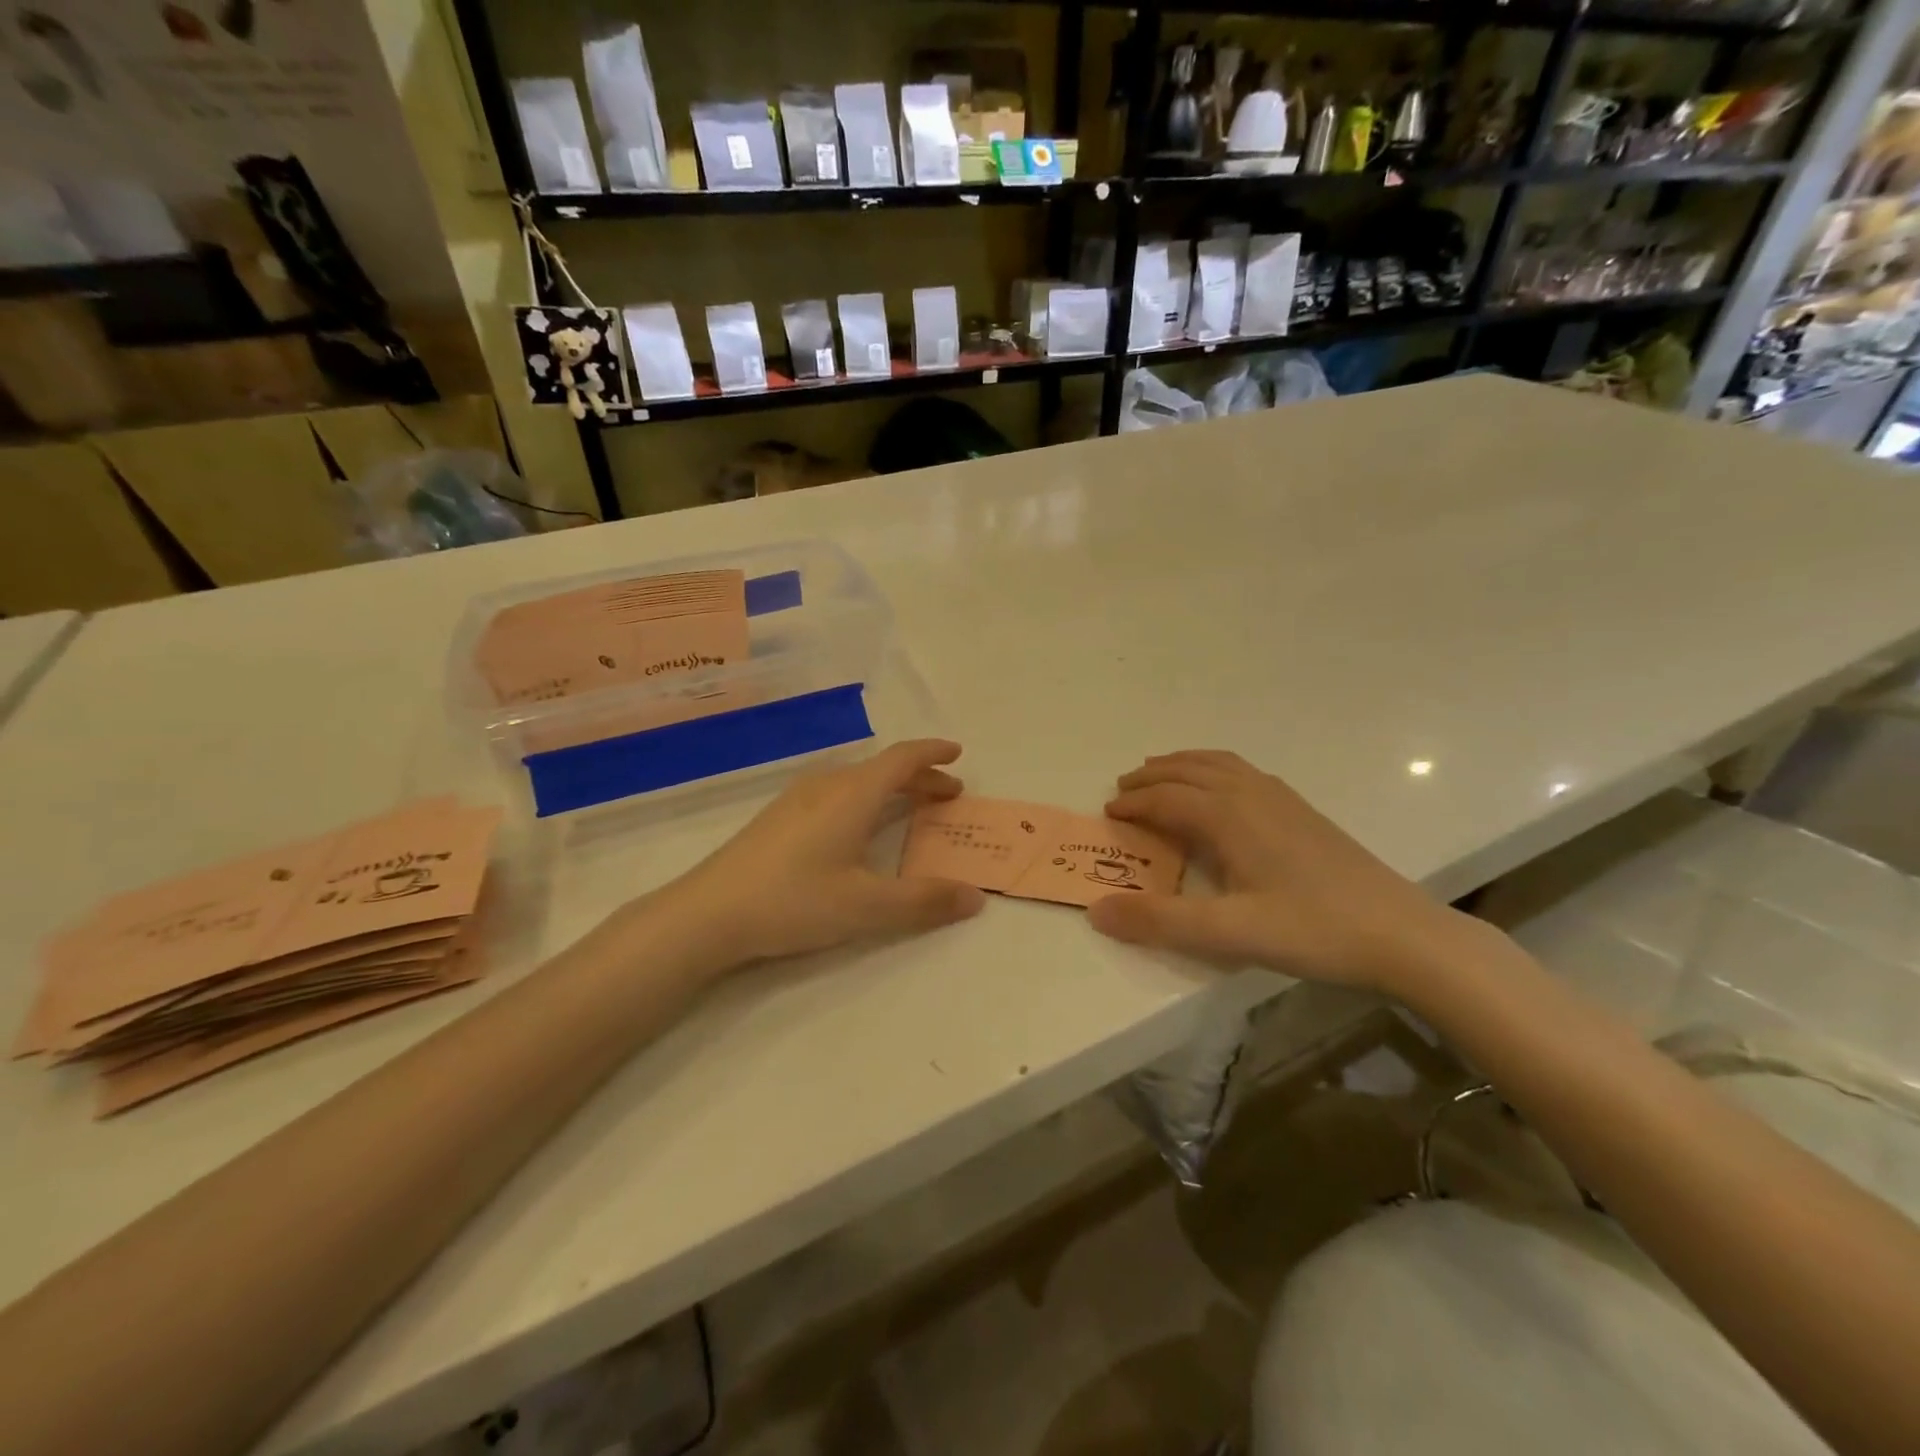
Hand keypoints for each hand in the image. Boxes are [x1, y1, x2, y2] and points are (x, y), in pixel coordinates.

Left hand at [652, 739, 986, 967]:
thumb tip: (975, 897)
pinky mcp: (778, 817)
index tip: (958, 752)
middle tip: (948, 794)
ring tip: (910, 809)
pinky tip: (857, 828)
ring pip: (857, 780)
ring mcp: (798, 799)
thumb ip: (924, 901)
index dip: (933, 752)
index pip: (903, 758)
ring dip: (891, 789)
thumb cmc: (795, 901)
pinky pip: (836, 793)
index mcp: (854, 794)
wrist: (708, 913)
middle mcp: (827, 785)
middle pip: (882, 769)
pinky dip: (865, 799)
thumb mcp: (867, 907)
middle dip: (920, 777)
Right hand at [1087, 750, 1478, 994]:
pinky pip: (1243, 772)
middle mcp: (1251, 794)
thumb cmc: (1313, 930)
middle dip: (1151, 775)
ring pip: (1219, 764)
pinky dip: (1214, 769)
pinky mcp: (1302, 811)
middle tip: (1123, 788)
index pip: (1166, 797)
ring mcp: (1281, 799)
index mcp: (1228, 815)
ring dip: (1183, 765)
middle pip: (1189, 770)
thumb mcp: (1230, 933)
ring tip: (1161, 775)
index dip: (1132, 803)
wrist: (1402, 934)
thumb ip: (1160, 921)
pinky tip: (1222, 792)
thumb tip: (1096, 910)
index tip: (1107, 814)